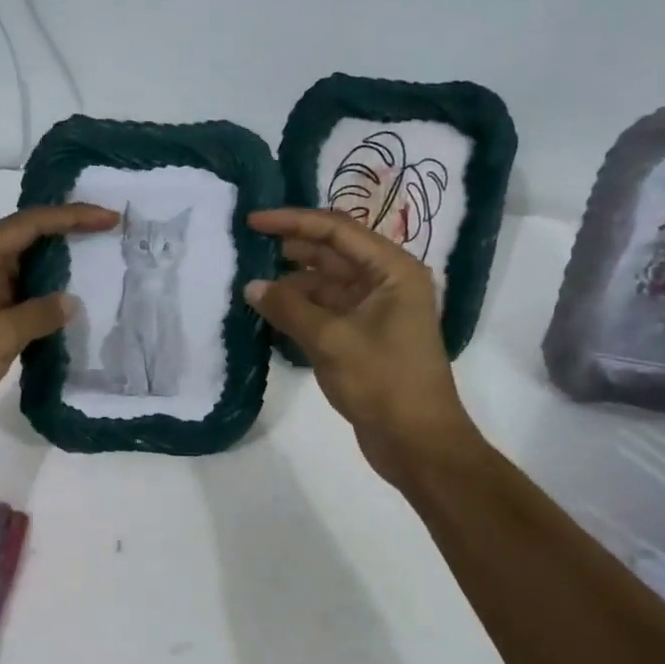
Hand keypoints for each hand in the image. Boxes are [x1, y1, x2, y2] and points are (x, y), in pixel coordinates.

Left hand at [0, 204, 118, 457]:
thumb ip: (39, 314)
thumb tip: (71, 302)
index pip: (30, 224)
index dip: (73, 217)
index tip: (110, 219)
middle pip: (27, 242)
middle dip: (68, 240)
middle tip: (111, 240)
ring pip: (23, 275)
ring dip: (57, 276)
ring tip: (102, 273)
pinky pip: (17, 304)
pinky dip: (42, 306)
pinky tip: (71, 314)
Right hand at [245, 209, 480, 486]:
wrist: (418, 443)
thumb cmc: (383, 382)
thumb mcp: (331, 340)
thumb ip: (289, 308)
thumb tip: (251, 286)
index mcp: (392, 270)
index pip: (337, 229)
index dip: (293, 221)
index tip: (253, 220)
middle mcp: (386, 282)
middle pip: (333, 252)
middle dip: (291, 248)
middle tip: (247, 246)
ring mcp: (375, 310)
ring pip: (326, 283)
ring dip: (292, 282)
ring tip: (251, 281)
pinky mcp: (363, 336)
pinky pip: (326, 309)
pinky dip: (300, 308)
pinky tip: (270, 310)